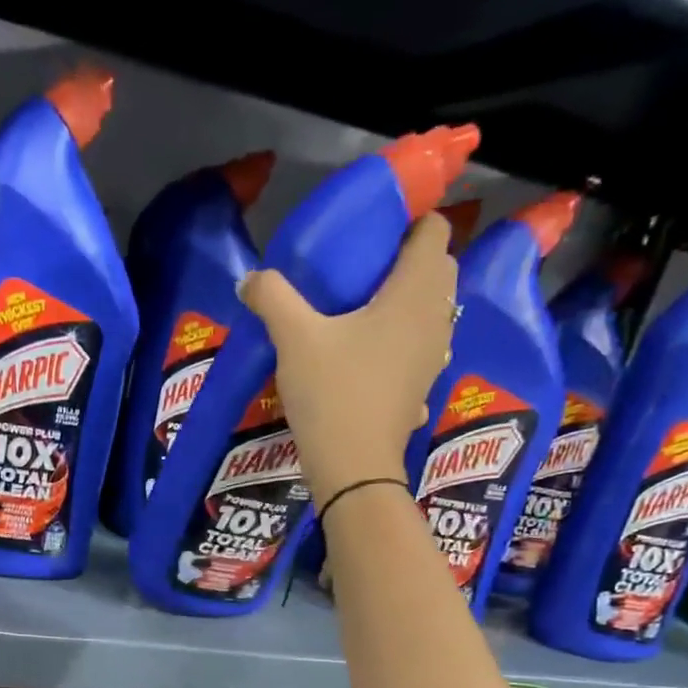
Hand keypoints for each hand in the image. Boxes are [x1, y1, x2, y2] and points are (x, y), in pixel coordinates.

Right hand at [237, 212, 457, 505]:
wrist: (354, 466)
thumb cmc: (333, 392)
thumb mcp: (294, 339)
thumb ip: (273, 297)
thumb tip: (250, 278)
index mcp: (414, 293)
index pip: (433, 232)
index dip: (410, 221)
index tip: (374, 230)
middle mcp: (436, 318)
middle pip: (438, 269)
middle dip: (409, 259)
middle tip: (363, 267)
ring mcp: (435, 356)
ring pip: (433, 310)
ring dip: (408, 301)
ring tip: (366, 308)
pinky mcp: (423, 386)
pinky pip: (422, 347)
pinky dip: (404, 339)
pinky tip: (371, 354)